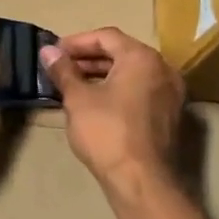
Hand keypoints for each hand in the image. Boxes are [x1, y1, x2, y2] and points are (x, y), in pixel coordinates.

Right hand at [39, 28, 184, 193]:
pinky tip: (96, 104)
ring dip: (103, 75)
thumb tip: (47, 50)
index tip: (54, 52)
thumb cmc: (107, 132)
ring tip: (74, 85)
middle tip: (61, 68)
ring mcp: (171, 94)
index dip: (77, 42)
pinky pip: (141, 91)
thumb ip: (63, 70)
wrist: (142, 181)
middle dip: (89, 58)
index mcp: (142, 58)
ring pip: (133, 73)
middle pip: (122, 53)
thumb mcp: (78, 99)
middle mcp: (163, 69)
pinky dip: (119, 90)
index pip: (106, 36)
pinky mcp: (170, 116)